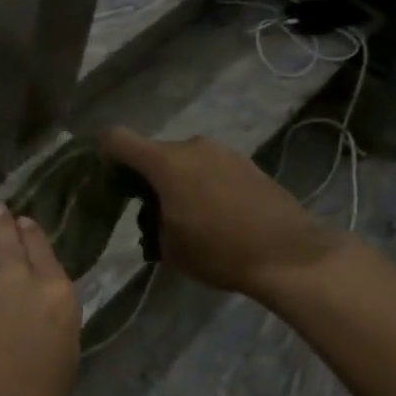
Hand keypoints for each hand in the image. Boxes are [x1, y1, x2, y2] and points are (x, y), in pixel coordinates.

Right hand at [100, 128, 345, 298]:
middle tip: (151, 212)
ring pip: (184, 160)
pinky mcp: (247, 163)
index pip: (117, 139)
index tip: (110, 180)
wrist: (290, 256)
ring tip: (188, 216)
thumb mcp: (168, 247)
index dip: (105, 155)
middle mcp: (192, 146)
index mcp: (165, 162)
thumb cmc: (220, 251)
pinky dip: (203, 184)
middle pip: (153, 152)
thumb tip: (156, 212)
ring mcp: (223, 152)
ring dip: (177, 180)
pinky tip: (216, 215)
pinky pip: (210, 167)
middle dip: (146, 177)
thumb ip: (151, 220)